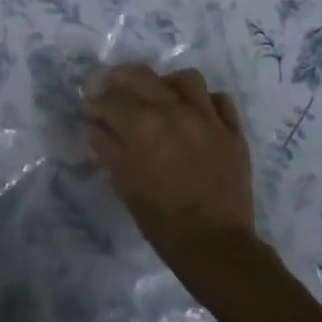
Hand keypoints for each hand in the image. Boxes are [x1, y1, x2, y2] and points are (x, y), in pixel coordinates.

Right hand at [82, 65, 255, 286]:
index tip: (88, 106)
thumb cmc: (162, 219)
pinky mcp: (233, 132)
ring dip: (167, 84)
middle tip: (110, 87)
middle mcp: (174, 111)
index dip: (94, 101)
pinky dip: (205, 102)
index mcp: (143, 125)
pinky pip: (221, 101)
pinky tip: (195, 114)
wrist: (215, 245)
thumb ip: (108, 148)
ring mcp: (208, 119)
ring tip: (160, 97)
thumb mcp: (124, 183)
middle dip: (119, 77)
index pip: (111, 99)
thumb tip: (96, 127)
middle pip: (142, 76)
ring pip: (186, 79)